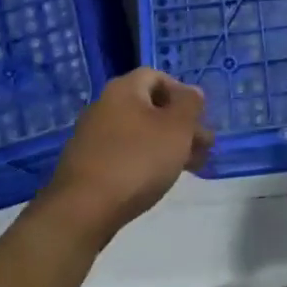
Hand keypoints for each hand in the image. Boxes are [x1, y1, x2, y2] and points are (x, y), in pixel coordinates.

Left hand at [32, 69, 211, 249]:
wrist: (83, 210)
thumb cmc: (138, 160)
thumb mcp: (177, 128)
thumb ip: (190, 104)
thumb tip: (191, 92)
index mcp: (123, 90)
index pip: (156, 76)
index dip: (181, 92)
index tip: (199, 117)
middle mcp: (104, 106)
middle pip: (150, 106)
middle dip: (180, 124)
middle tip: (203, 147)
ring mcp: (92, 136)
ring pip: (139, 132)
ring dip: (167, 144)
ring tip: (189, 167)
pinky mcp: (87, 164)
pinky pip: (124, 153)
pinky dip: (145, 160)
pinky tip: (158, 180)